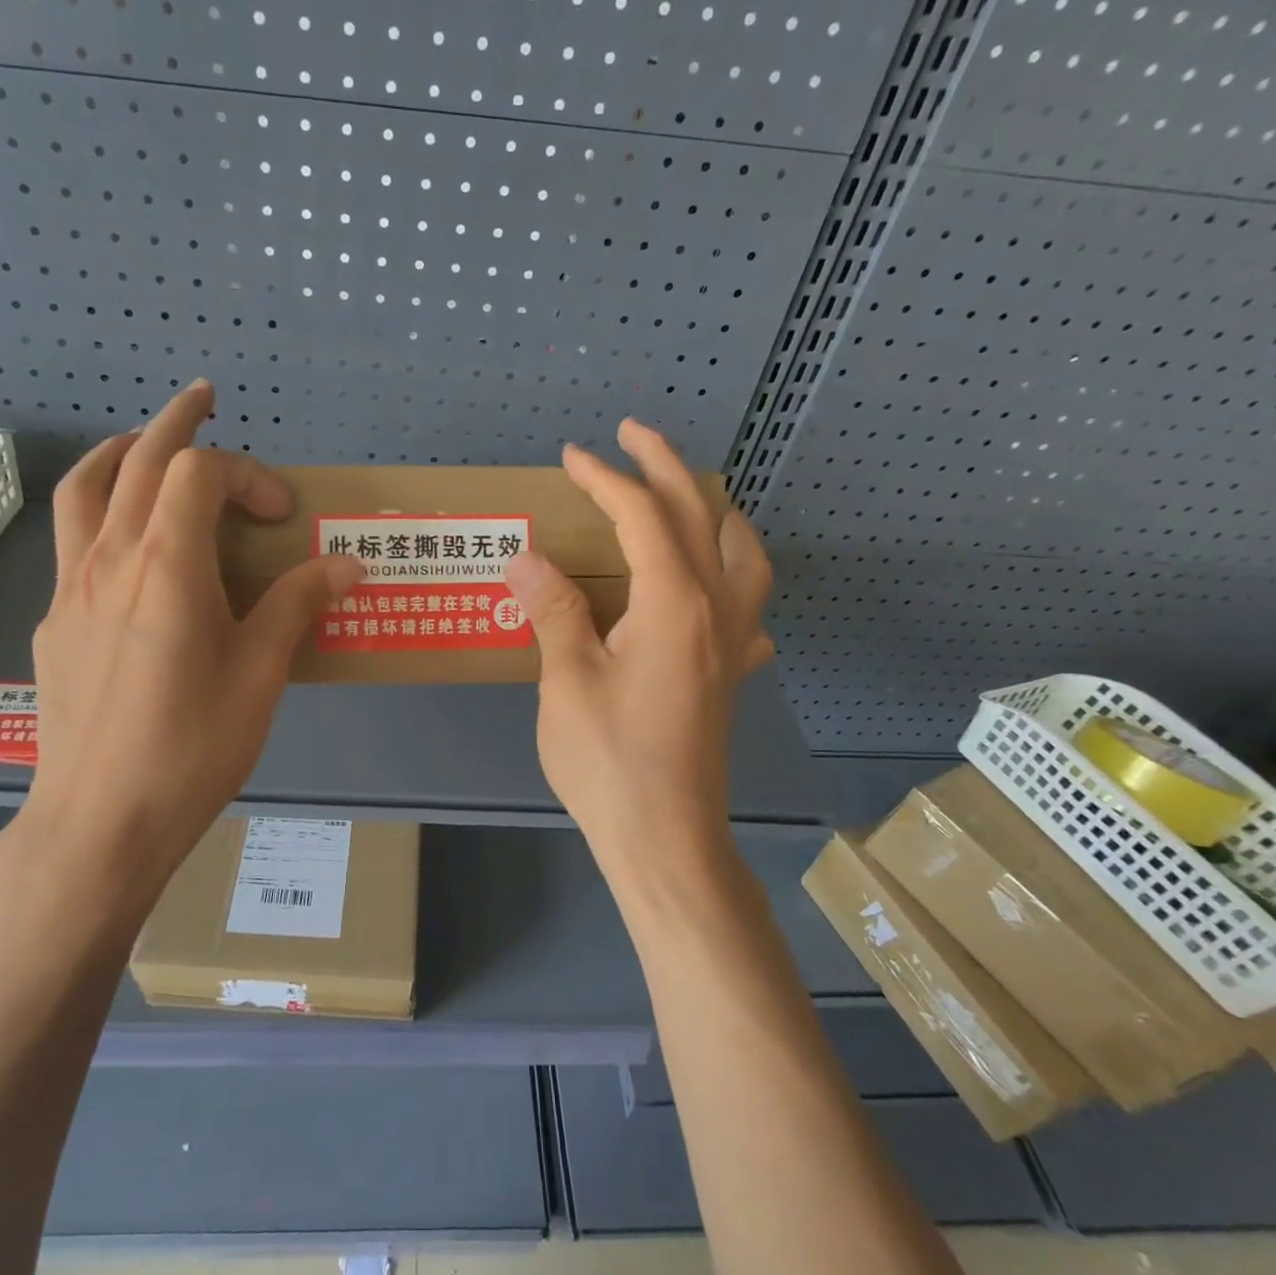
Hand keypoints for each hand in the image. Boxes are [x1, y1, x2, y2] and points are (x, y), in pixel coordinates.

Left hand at [0, 380, 362, 923]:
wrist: (100, 820)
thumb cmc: (192, 746)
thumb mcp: (261, 674)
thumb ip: (299, 606)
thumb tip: (350, 564)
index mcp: (165, 565)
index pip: (198, 473)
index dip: (246, 473)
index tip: (282, 512)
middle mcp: (109, 560)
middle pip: (136, 461)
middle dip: (174, 421)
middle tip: (203, 400)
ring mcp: (70, 589)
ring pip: (85, 490)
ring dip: (120, 454)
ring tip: (145, 446)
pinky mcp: (54, 623)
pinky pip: (74, 543)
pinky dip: (103, 515)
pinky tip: (129, 554)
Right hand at [504, 420, 774, 883]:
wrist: (665, 839)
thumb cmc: (609, 762)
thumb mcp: (567, 682)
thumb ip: (552, 611)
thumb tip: (526, 557)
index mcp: (674, 603)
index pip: (641, 517)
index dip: (605, 479)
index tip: (572, 456)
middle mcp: (716, 611)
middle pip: (699, 517)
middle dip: (665, 467)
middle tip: (633, 435)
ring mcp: (732, 645)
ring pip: (743, 556)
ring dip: (715, 513)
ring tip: (688, 497)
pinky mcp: (730, 676)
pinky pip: (748, 607)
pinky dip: (733, 576)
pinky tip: (714, 589)